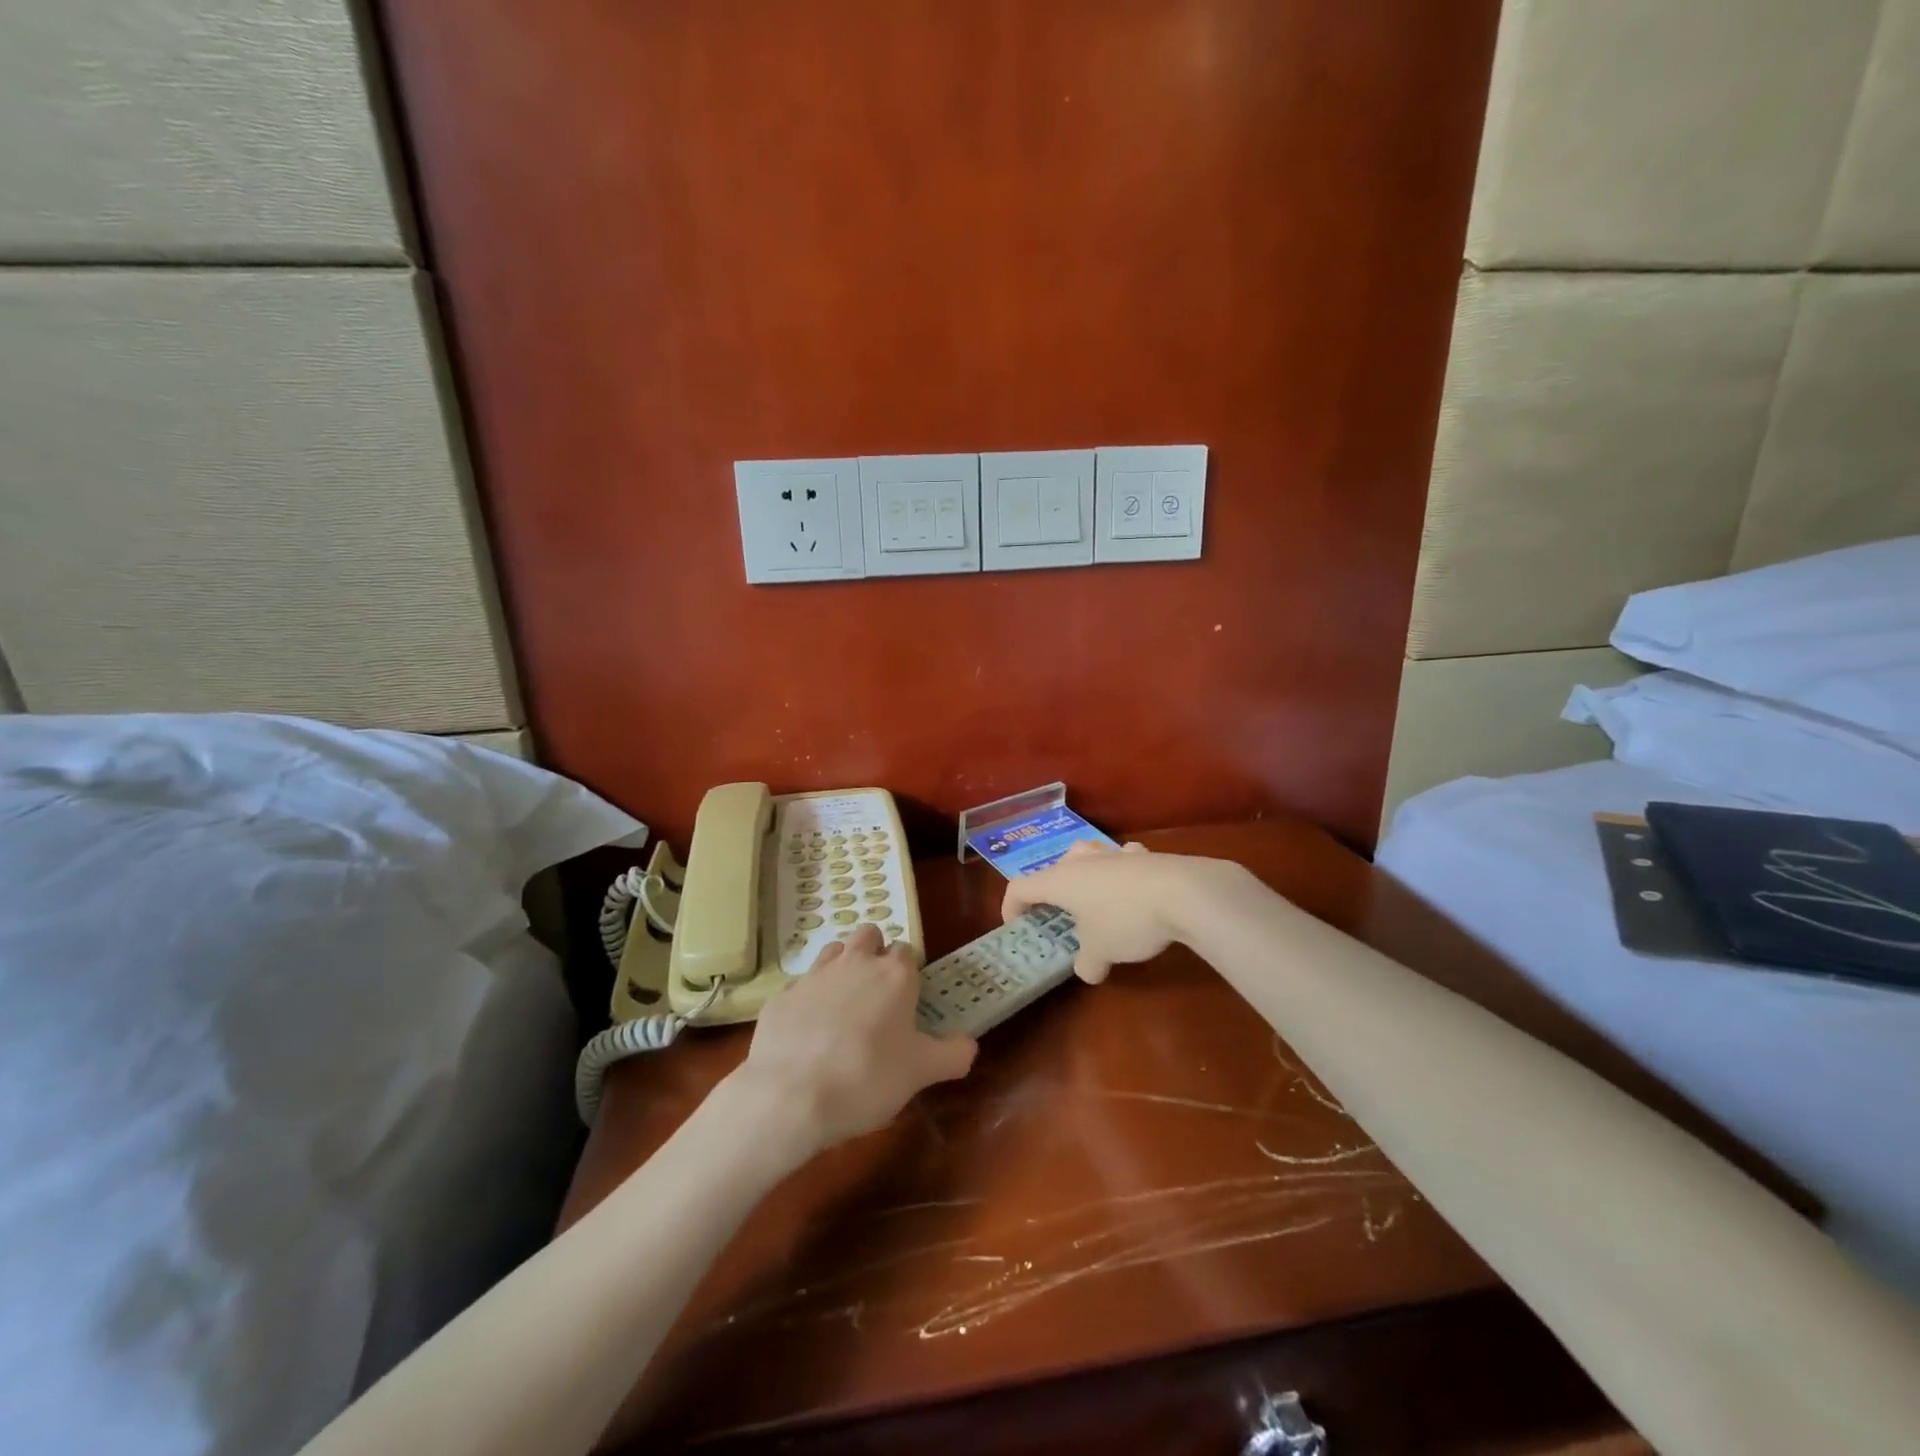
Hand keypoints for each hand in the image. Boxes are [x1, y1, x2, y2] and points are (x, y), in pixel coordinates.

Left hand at [730, 924, 976, 1155]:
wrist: (790, 1096)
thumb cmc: (867, 1078)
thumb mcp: (922, 1073)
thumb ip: (953, 1054)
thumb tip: (969, 1045)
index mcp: (894, 975)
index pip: (907, 952)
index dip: (909, 972)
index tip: (908, 1000)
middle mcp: (855, 963)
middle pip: (868, 935)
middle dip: (874, 953)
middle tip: (877, 995)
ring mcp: (814, 975)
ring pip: (833, 952)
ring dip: (841, 968)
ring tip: (843, 1008)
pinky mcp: (781, 996)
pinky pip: (801, 987)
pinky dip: (808, 1001)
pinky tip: (808, 1034)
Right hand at [1002, 841, 1237, 982]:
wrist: (1184, 893)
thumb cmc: (1126, 920)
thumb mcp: (1101, 952)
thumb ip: (1087, 963)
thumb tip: (1088, 970)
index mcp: (1059, 880)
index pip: (1019, 887)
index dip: (1011, 907)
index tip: (1017, 926)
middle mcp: (1081, 860)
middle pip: (1054, 869)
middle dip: (1053, 891)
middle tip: (1061, 916)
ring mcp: (1113, 852)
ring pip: (1088, 857)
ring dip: (1086, 876)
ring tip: (1095, 901)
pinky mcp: (1144, 854)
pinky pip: (1122, 860)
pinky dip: (1121, 873)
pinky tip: (1135, 890)